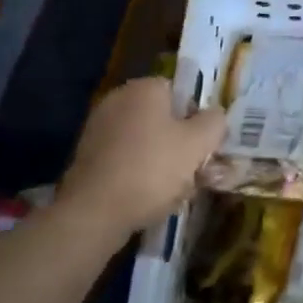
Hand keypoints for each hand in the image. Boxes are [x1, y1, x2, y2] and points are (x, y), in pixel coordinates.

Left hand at [61, 78, 225, 240]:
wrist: (93, 214)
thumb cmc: (152, 169)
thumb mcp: (198, 143)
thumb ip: (215, 122)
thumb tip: (215, 115)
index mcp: (144, 88)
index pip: (181, 92)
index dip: (198, 118)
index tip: (205, 145)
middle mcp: (118, 100)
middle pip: (163, 119)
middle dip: (181, 144)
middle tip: (195, 172)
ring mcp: (98, 130)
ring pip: (145, 142)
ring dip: (163, 162)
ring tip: (176, 192)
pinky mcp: (87, 159)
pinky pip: (125, 160)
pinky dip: (139, 175)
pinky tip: (150, 200)